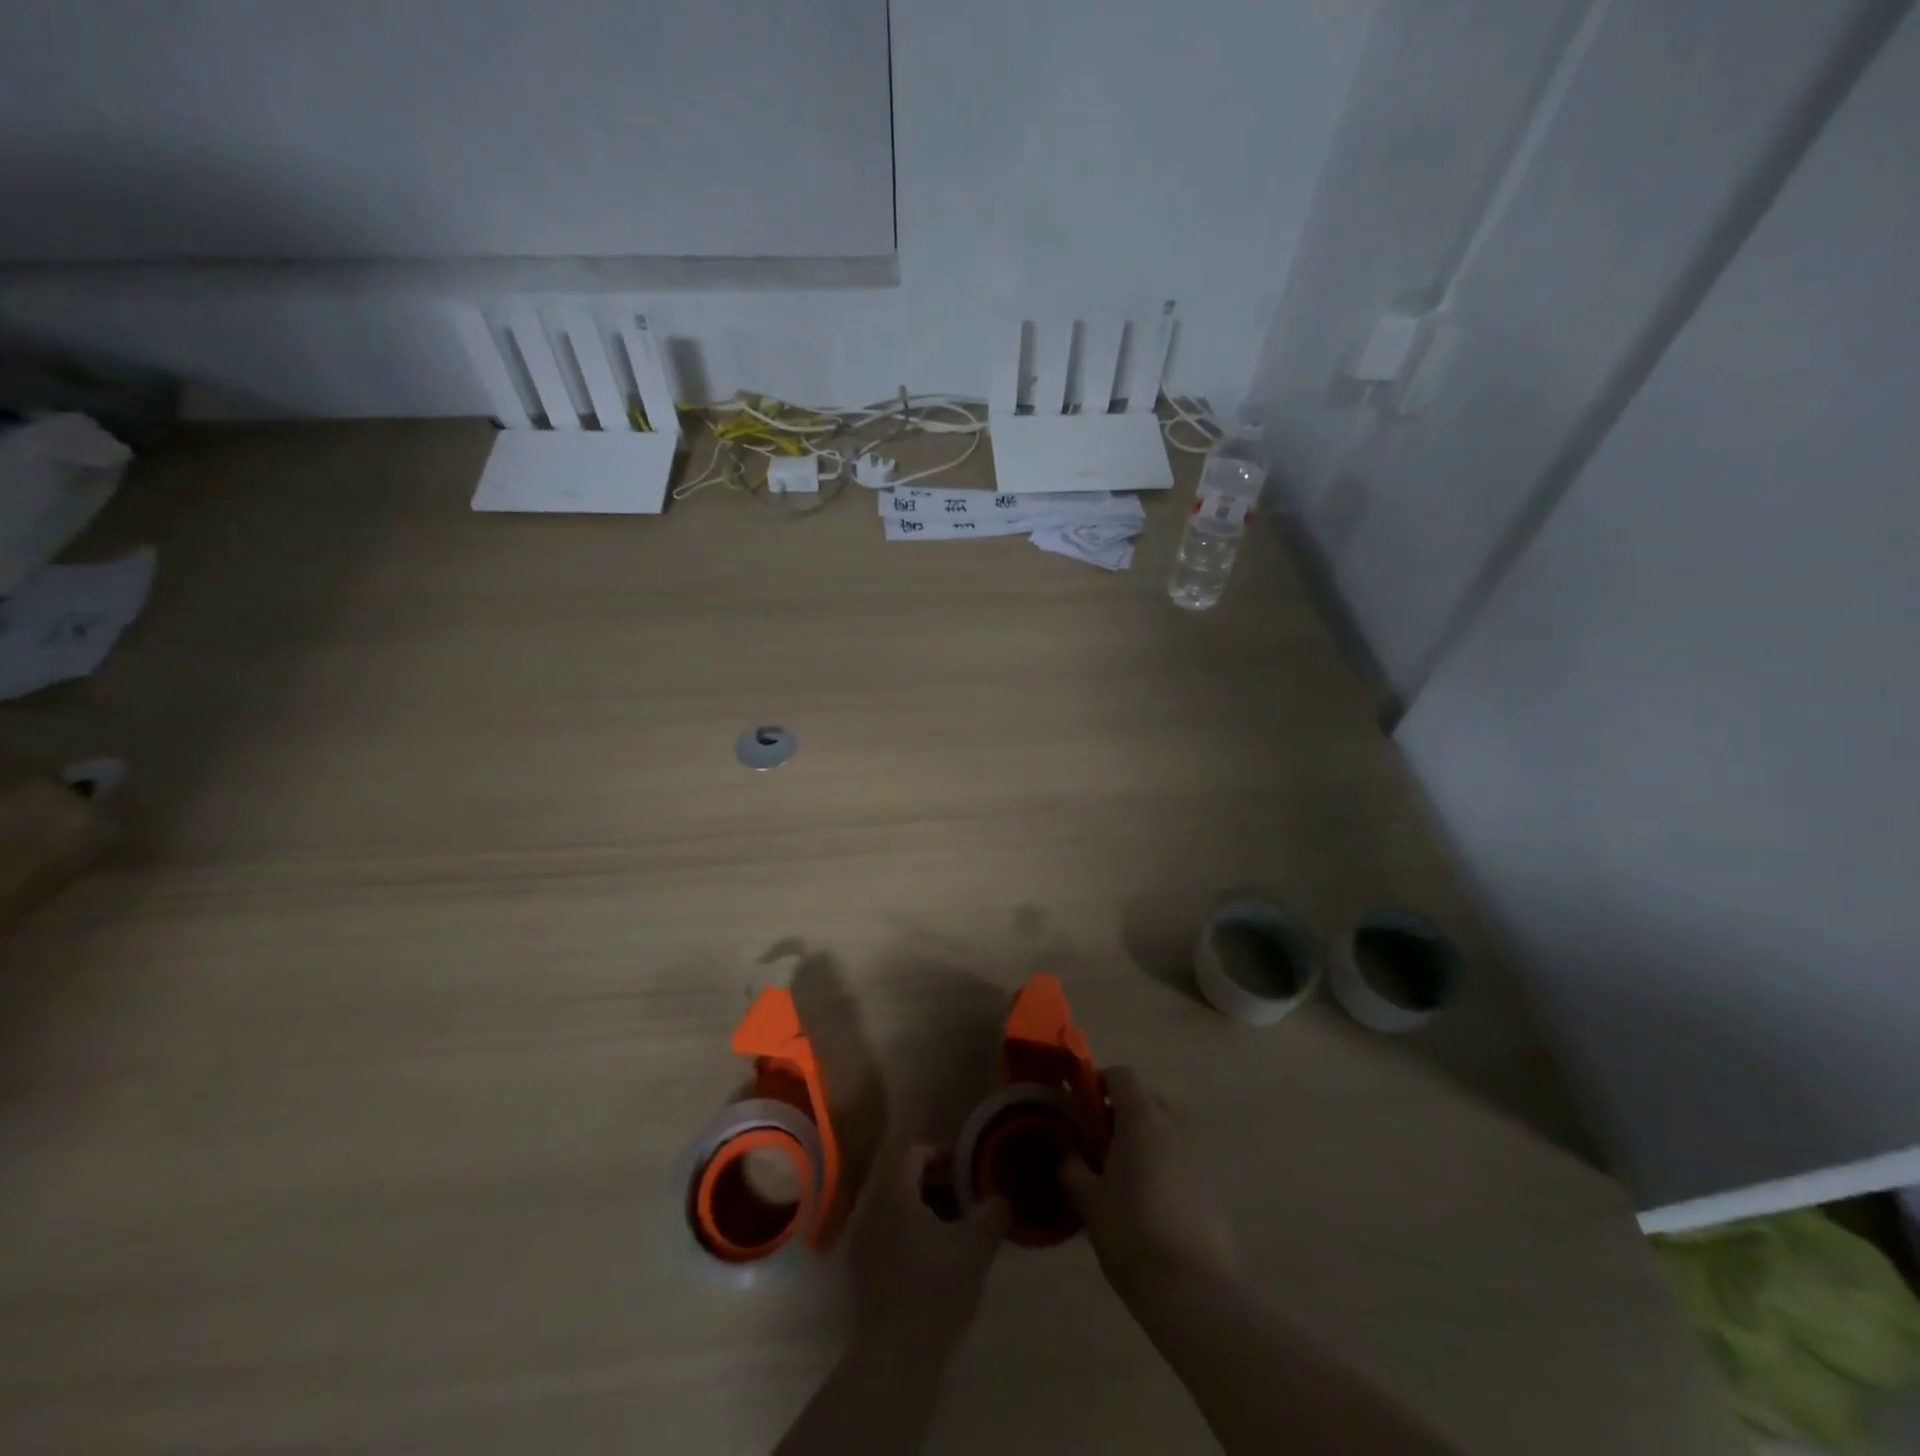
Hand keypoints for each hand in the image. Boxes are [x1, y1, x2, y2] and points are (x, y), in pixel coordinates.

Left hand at [849, 1144, 1007, 1356]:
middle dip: (934, 1181)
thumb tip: (1000, 1197)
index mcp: (893, 1191)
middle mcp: (869, 1207)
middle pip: (901, 1177)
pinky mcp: (858, 1269)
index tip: (965, 1168)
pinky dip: (907, 1231)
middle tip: (964, 1194)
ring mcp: (859, 1239)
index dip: (941, 1152)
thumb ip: (992, 1212)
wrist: (894, 1357)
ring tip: (952, 1225)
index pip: (913, 1152)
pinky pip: (884, 1231)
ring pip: (893, 1206)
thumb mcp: (975, 1247)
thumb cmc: (934, 1290)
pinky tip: (931, 1254)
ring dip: (921, 1207)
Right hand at [1062, 1066, 1235, 1295]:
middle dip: (1121, 1113)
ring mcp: (1198, 1155)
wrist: (1193, 1290)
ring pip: (1165, 1131)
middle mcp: (1174, 1125)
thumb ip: (1071, 1167)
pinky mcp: (1213, 1186)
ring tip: (1123, 1178)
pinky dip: (1163, 1167)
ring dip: (1144, 1141)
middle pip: (1146, 1099)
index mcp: (1142, 1117)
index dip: (1098, 1083)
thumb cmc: (1131, 1233)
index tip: (1080, 1108)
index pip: (1121, 1075)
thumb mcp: (1088, 1200)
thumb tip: (1065, 1152)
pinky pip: (1181, 1160)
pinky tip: (1149, 1205)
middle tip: (1098, 1145)